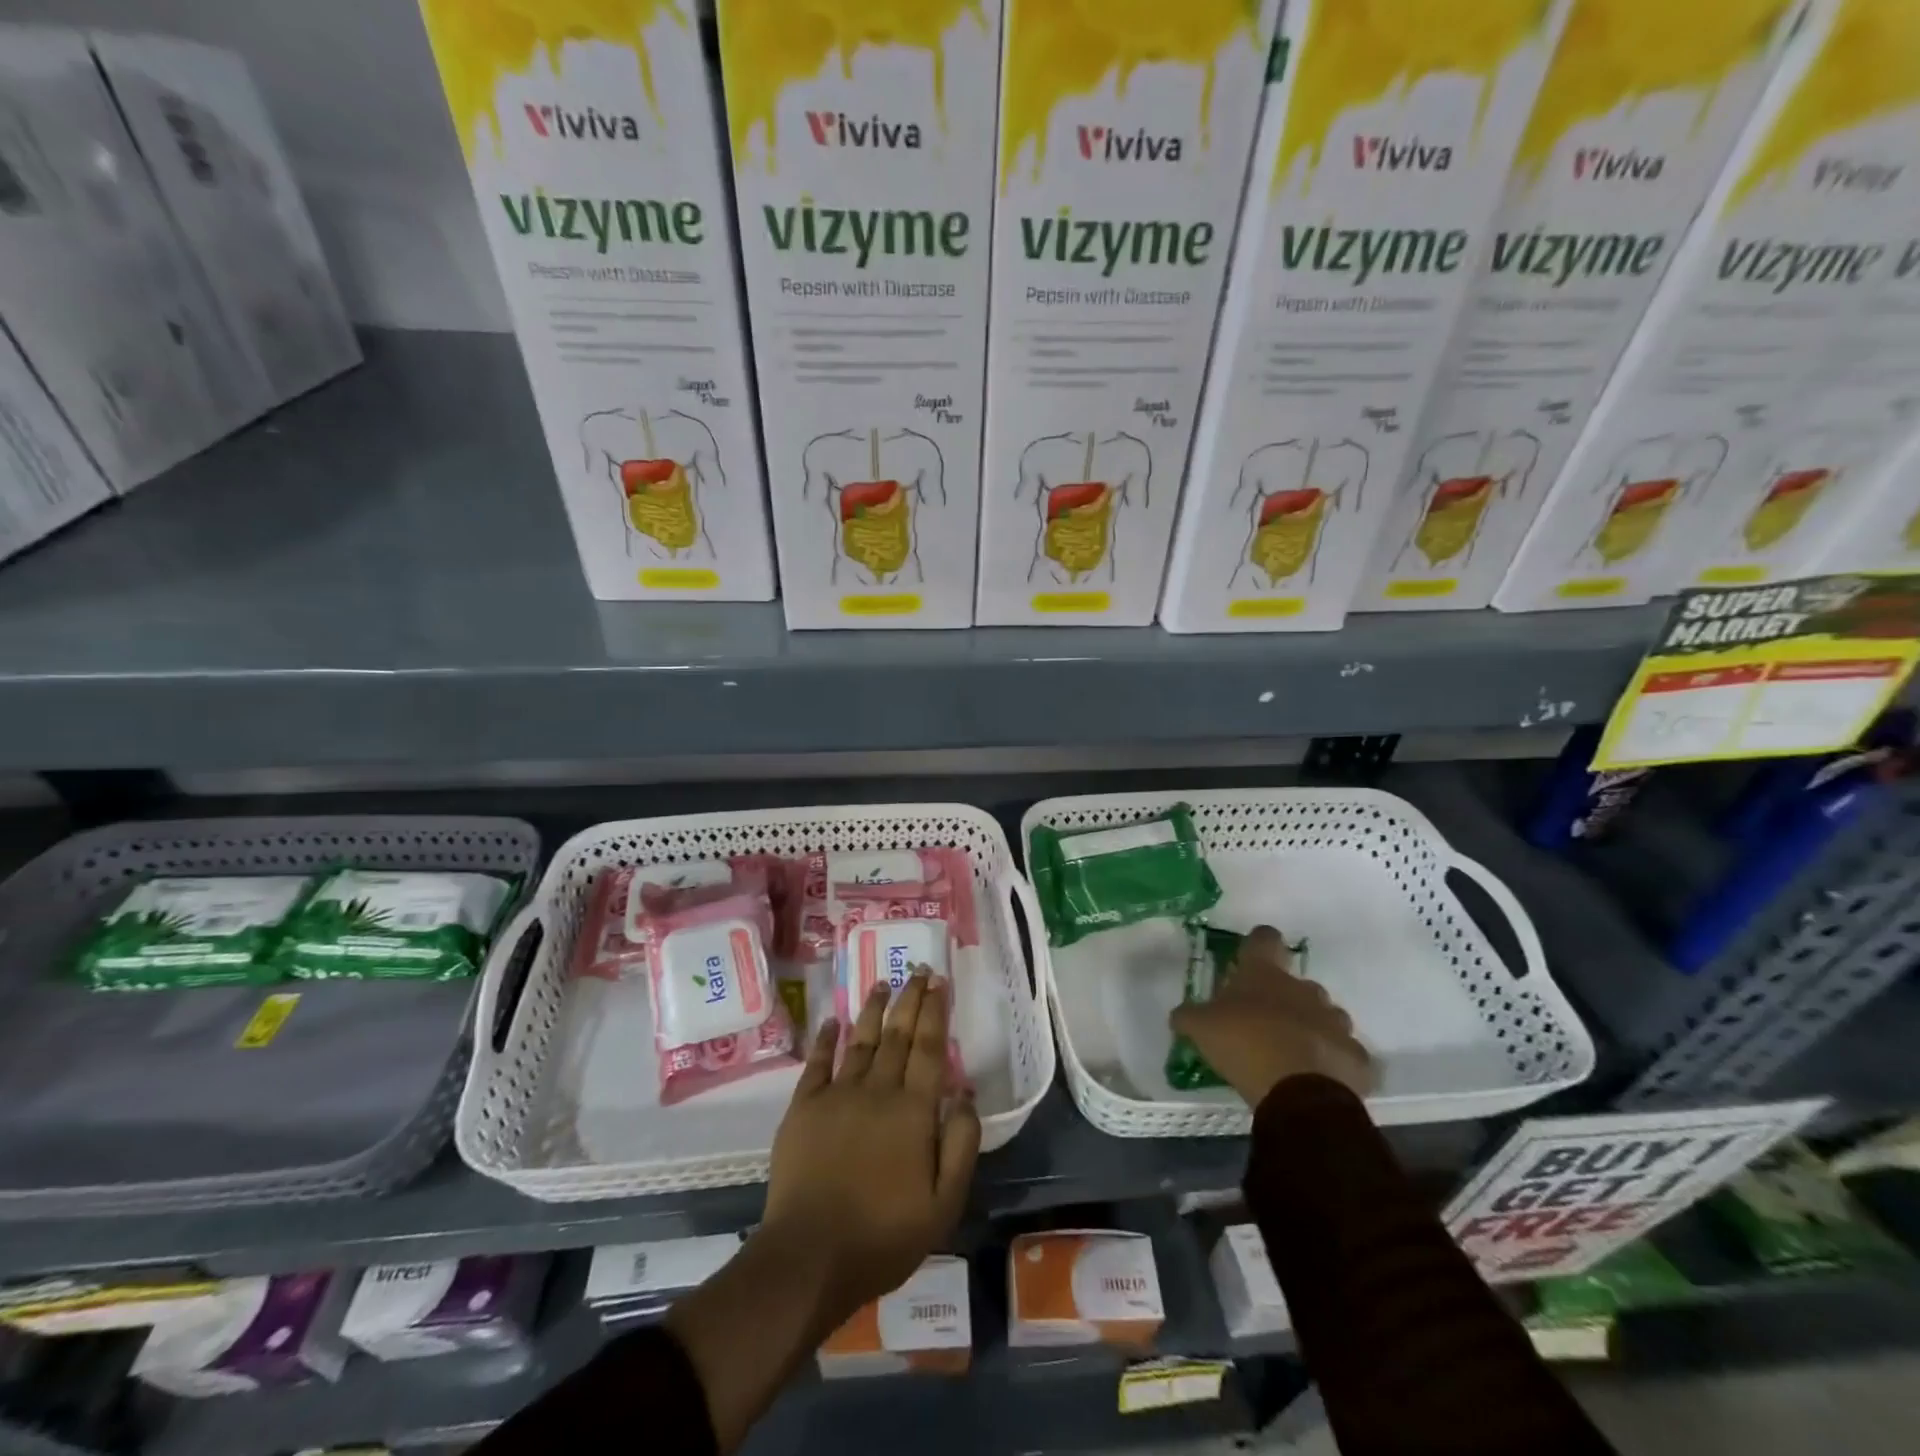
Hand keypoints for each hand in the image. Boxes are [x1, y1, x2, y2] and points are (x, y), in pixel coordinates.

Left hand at [761, 971, 980, 1328]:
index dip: (935, 1011)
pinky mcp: (804, 1108)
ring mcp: (837, 1095)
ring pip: (861, 1040)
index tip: (939, 982)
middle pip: (898, 1034)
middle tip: (917, 969)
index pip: (929, 1048)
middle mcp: (877, 1090)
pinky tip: (834, 1020)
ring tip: (883, 982)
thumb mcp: (943, 1203)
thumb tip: (966, 1093)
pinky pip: (818, 1062)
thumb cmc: (884, 1235)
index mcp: (913, 1111)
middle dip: (910, 998)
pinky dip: (826, 1038)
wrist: (810, 1256)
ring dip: (874, 1009)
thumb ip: (961, 1144)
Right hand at [1169, 925, 1373, 1106]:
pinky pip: (1344, 1053)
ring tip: (1294, 1052)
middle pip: (1298, 982)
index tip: (1249, 957)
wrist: (1298, 1092)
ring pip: (1326, 1015)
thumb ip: (1189, 1016)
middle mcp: (1304, 989)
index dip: (1257, 944)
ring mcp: (1334, 1021)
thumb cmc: (1244, 1044)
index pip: (1264, 938)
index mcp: (1265, 974)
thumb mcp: (1200, 1028)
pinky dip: (1333, 1061)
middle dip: (1285, 998)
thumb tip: (1179, 1014)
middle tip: (1265, 1021)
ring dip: (1312, 1027)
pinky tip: (1318, 1077)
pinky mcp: (1355, 1056)